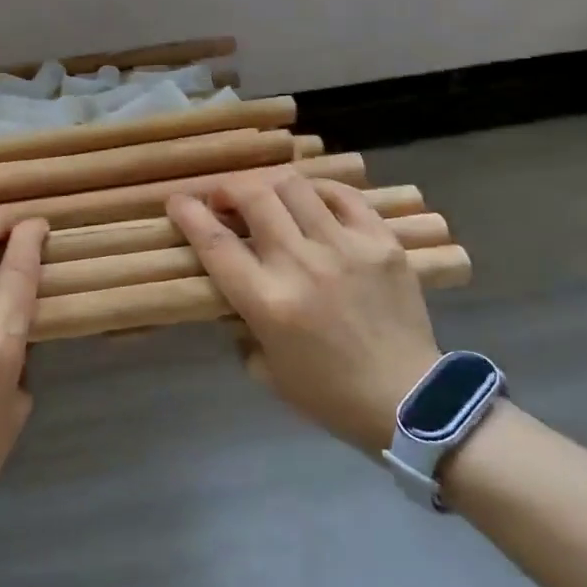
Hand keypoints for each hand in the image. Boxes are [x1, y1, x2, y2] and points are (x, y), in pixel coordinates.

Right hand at [167, 174, 440, 456]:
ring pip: (295, 186)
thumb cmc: (328, 394)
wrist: (410, 401)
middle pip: (254, 198)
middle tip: (224, 201)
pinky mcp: (382, 242)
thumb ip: (241, 324)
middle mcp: (303, 265)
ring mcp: (346, 248)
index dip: (189, 214)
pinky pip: (344, 195)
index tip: (176, 201)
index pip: (216, 243)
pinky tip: (311, 200)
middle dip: (228, 189)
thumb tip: (233, 292)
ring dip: (269, 186)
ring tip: (266, 197)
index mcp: (268, 302)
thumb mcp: (265, 368)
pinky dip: (319, 190)